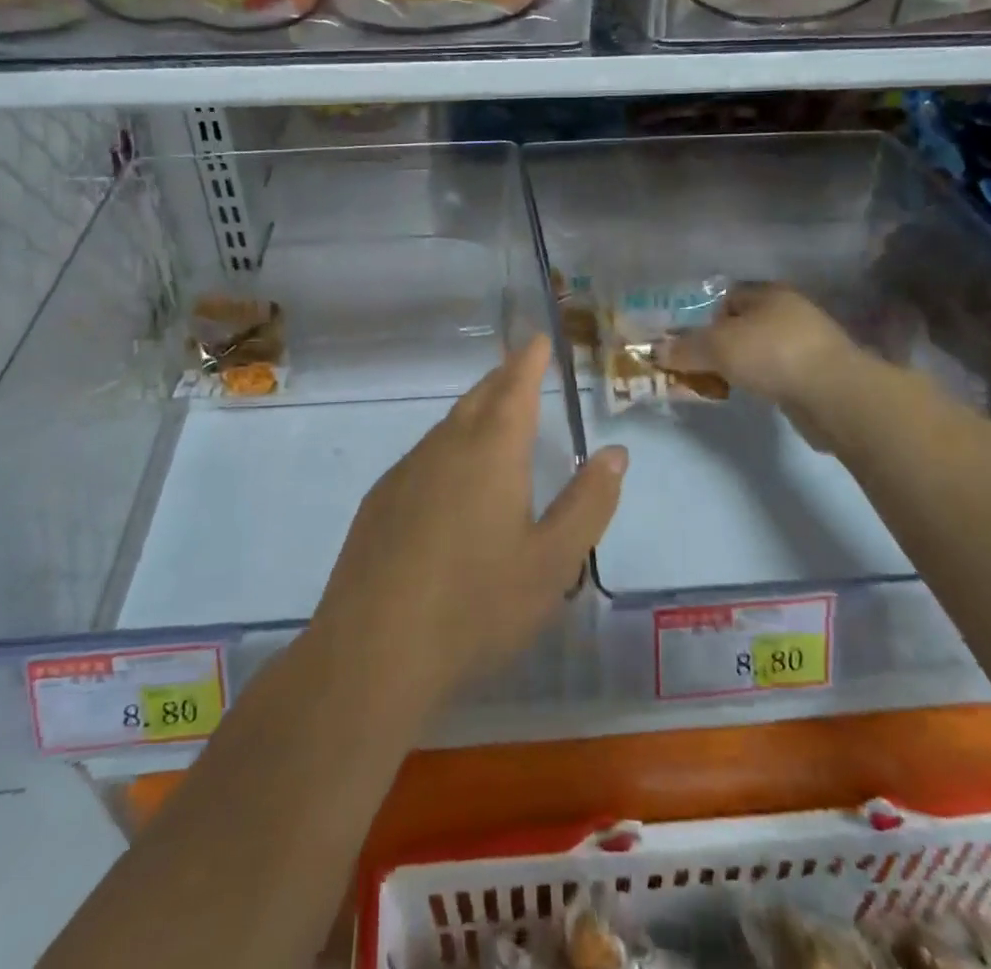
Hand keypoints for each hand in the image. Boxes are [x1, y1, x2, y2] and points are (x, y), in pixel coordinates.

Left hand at [309, 335, 625, 717]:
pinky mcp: (380, 500)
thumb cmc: (476, 605)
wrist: (373, 650)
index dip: (529, 360)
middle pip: (479, 398)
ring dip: (475, 412)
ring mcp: (405, 471)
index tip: (538, 339)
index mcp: (491, 452)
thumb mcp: (552, 562)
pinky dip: (448, 446)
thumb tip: (616, 452)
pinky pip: (424, 455)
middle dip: (503, 379)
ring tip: (493, 417)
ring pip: (448, 426)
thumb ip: (588, 502)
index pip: (515, 387)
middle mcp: (445, 447)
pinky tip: (450, 479)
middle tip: (521, 370)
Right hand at [653, 282, 857, 408]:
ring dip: (738, 364)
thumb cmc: (772, 354)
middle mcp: (788, 312)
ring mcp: (806, 343)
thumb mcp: (717, 346)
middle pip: (741, 325)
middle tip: (694, 364)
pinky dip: (758, 381)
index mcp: (768, 293)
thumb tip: (656, 351)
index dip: (700, 317)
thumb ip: (685, 348)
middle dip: (717, 344)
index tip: (683, 341)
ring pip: (757, 350)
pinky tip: (746, 394)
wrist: (834, 395)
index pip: (725, 298)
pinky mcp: (815, 374)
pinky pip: (773, 373)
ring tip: (715, 382)